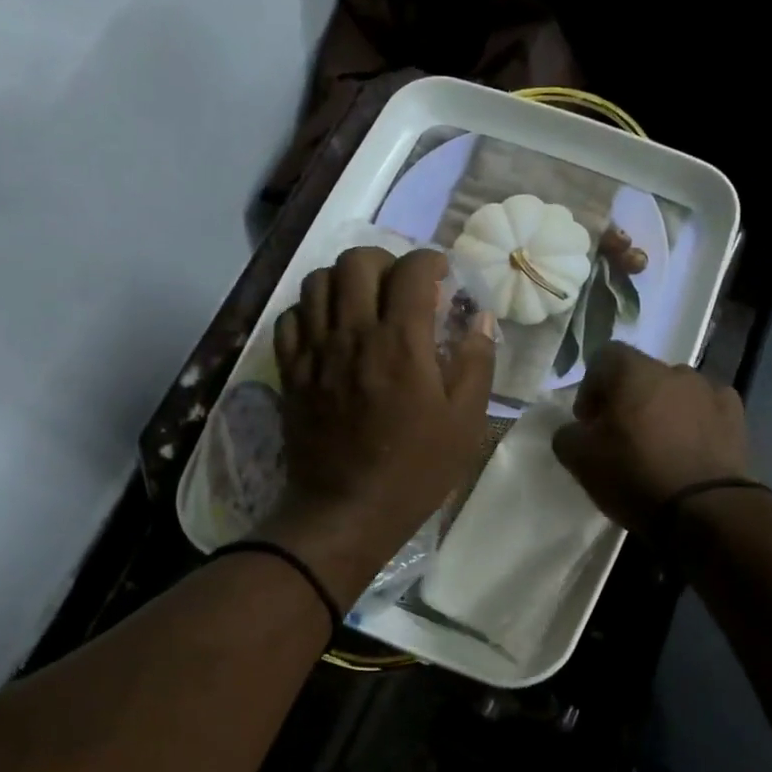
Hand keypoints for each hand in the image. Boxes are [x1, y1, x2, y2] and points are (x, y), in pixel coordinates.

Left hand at [261, 247, 495, 604]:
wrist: (348, 511)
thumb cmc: (416, 470)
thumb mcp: (465, 422)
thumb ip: (477, 363)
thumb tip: (481, 320)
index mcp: (402, 343)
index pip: (412, 270)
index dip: (430, 261)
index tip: (441, 277)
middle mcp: (353, 334)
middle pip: (357, 261)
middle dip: (385, 261)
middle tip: (401, 286)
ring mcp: (315, 351)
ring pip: (318, 282)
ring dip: (345, 280)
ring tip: (363, 302)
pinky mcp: (291, 372)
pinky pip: (290, 318)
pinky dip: (310, 311)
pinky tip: (329, 329)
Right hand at [551, 344, 750, 531]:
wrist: (704, 509)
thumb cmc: (634, 476)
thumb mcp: (579, 460)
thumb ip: (567, 435)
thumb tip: (575, 430)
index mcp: (632, 371)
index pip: (604, 357)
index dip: (591, 387)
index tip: (589, 422)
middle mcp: (673, 370)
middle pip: (642, 376)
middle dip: (628, 400)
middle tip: (621, 436)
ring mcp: (709, 390)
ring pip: (676, 392)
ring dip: (663, 410)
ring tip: (660, 446)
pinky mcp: (736, 416)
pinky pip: (706, 410)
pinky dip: (696, 423)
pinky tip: (691, 451)